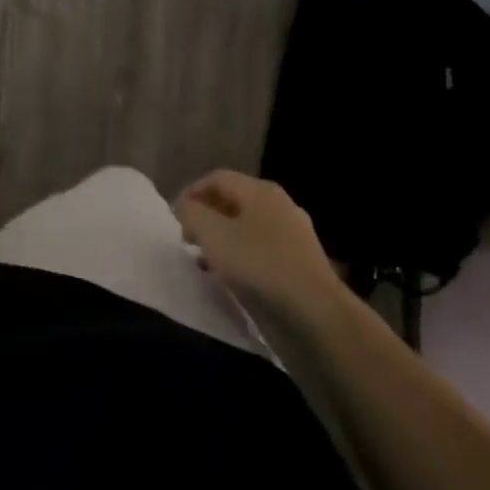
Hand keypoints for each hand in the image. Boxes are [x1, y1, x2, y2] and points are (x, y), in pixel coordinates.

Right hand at [175, 170, 340, 318]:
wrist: (315, 312)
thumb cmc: (258, 264)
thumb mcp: (212, 234)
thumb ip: (192, 213)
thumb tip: (187, 208)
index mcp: (260, 190)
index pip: (217, 178)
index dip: (191, 193)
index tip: (174, 218)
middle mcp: (279, 204)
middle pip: (233, 200)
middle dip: (206, 217)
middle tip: (188, 239)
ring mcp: (294, 233)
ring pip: (247, 226)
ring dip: (222, 239)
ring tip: (205, 261)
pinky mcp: (301, 261)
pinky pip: (262, 249)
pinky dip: (241, 256)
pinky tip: (232, 277)